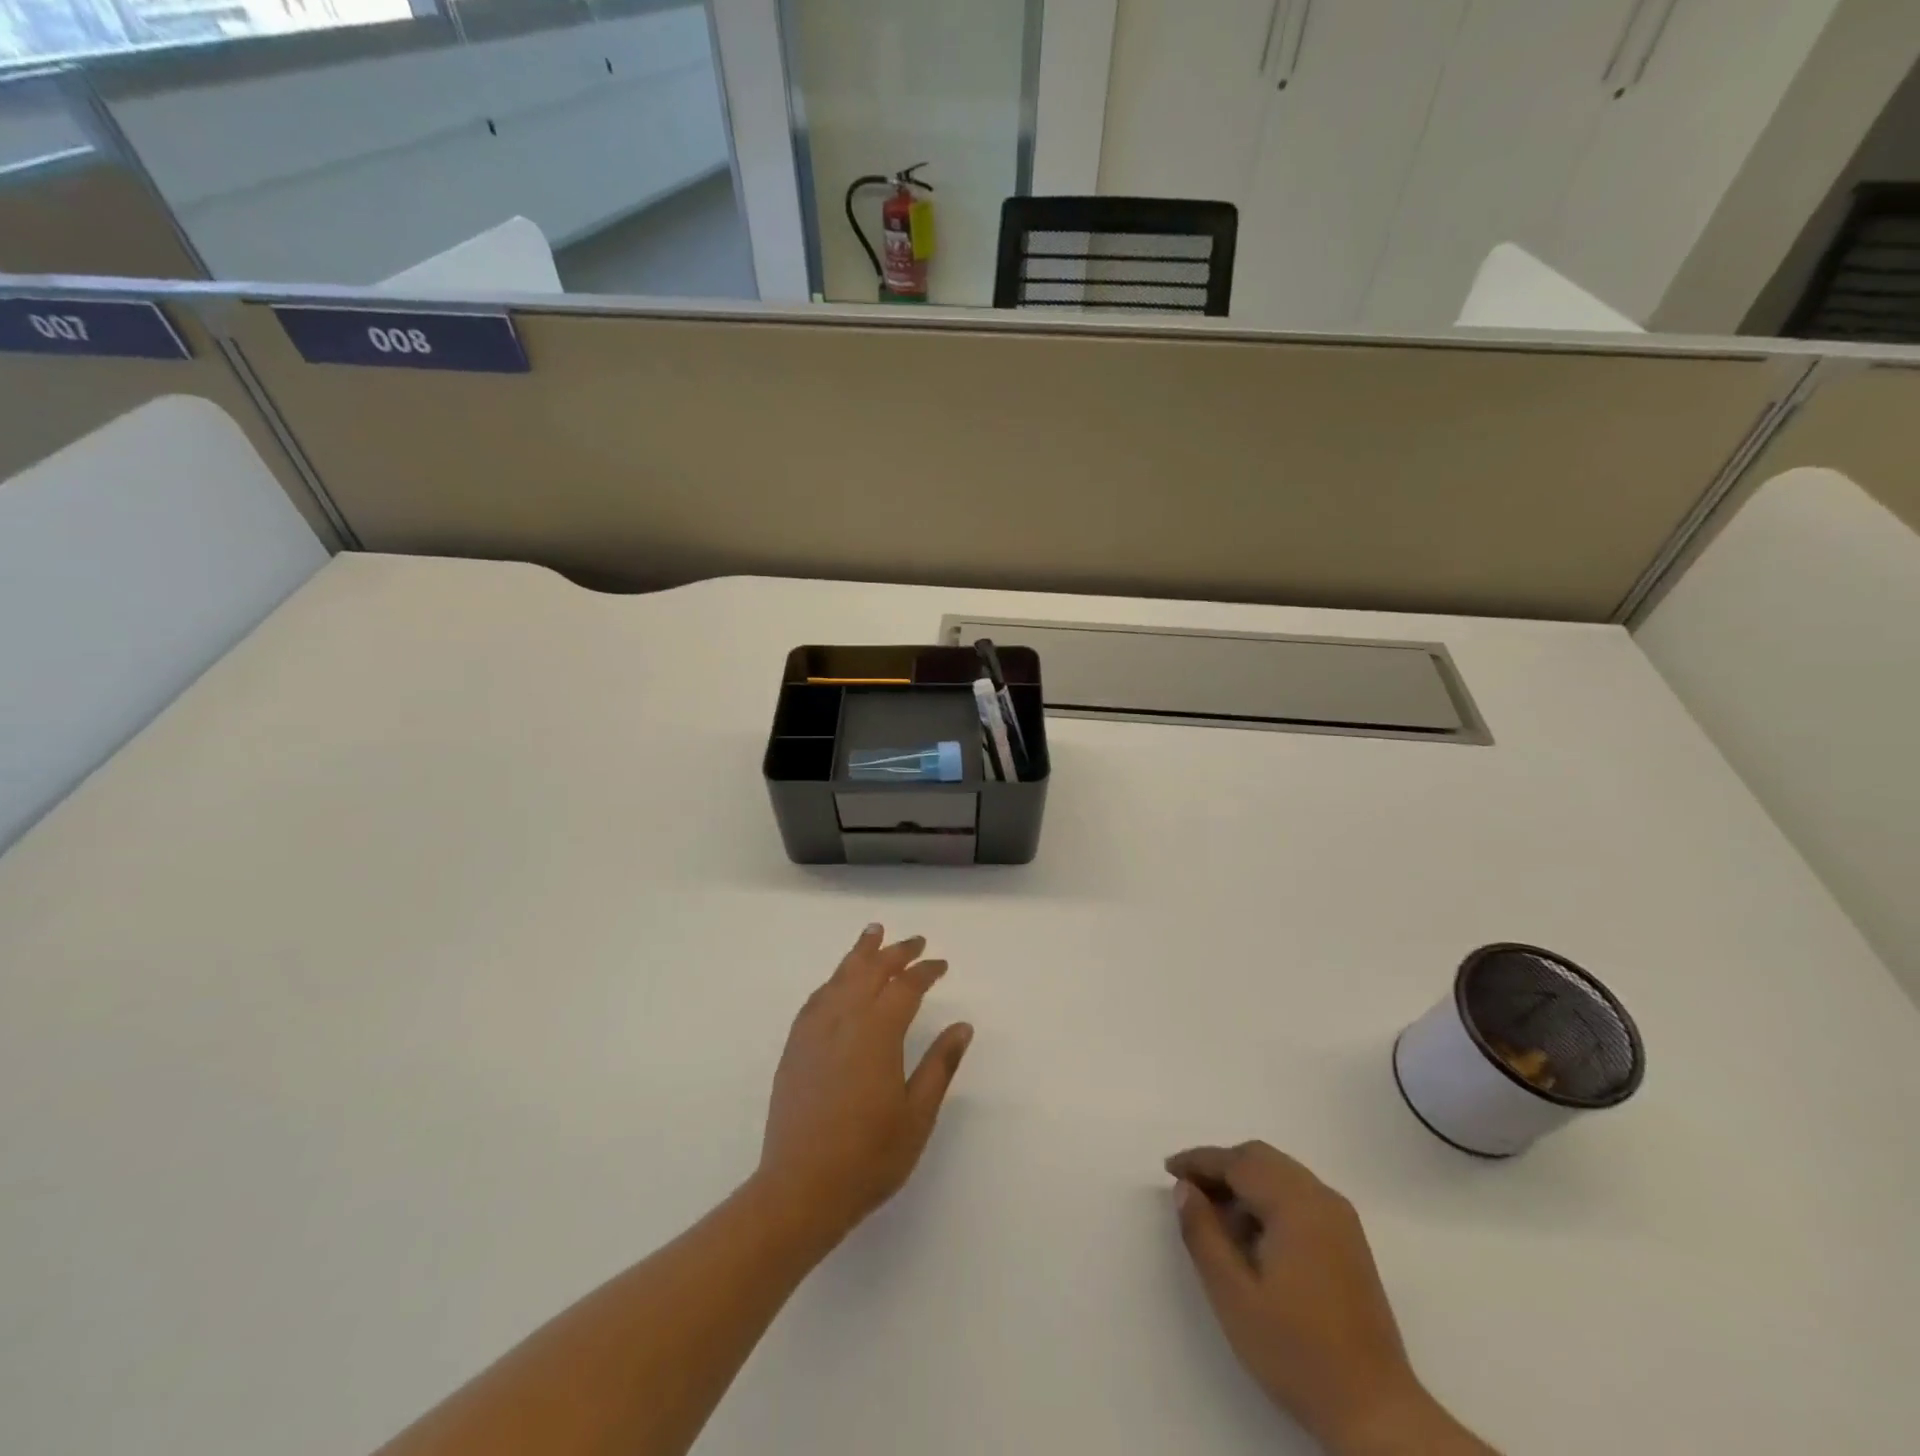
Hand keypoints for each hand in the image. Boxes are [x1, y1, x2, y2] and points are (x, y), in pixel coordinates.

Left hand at [757, 924, 972, 1250]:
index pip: (906, 987)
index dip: (926, 971)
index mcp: (877, 1032)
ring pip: (840, 976)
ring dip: (860, 953)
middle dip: (895, 952)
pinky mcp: (795, 1047)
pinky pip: (817, 998)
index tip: (941, 965)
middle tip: (916, 941)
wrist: (800, 1187)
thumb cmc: (868, 1156)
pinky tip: (838, 981)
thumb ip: (940, 1065)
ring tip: (873, 933)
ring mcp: (814, 1031)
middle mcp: (844, 1020)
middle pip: (871, 971)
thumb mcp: (918, 1115)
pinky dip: (834, 980)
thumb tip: (962, 1026)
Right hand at [1166, 1143, 1491, 1455]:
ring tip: (1214, 1216)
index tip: (1169, 1169)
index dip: (1200, 1161)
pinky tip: (1251, 1235)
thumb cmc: (1297, 1352)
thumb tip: (1185, 1189)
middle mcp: (1322, 1198)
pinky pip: (1299, 1197)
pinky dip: (1268, 1200)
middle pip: (1261, 1159)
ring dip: (1244, 1183)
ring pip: (1281, 1175)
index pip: (1238, 1162)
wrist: (1376, 1412)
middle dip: (1221, 1167)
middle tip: (1188, 1190)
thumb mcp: (1234, 1295)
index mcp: (1296, 1204)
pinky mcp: (1349, 1242)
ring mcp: (1340, 1220)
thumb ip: (1203, 1234)